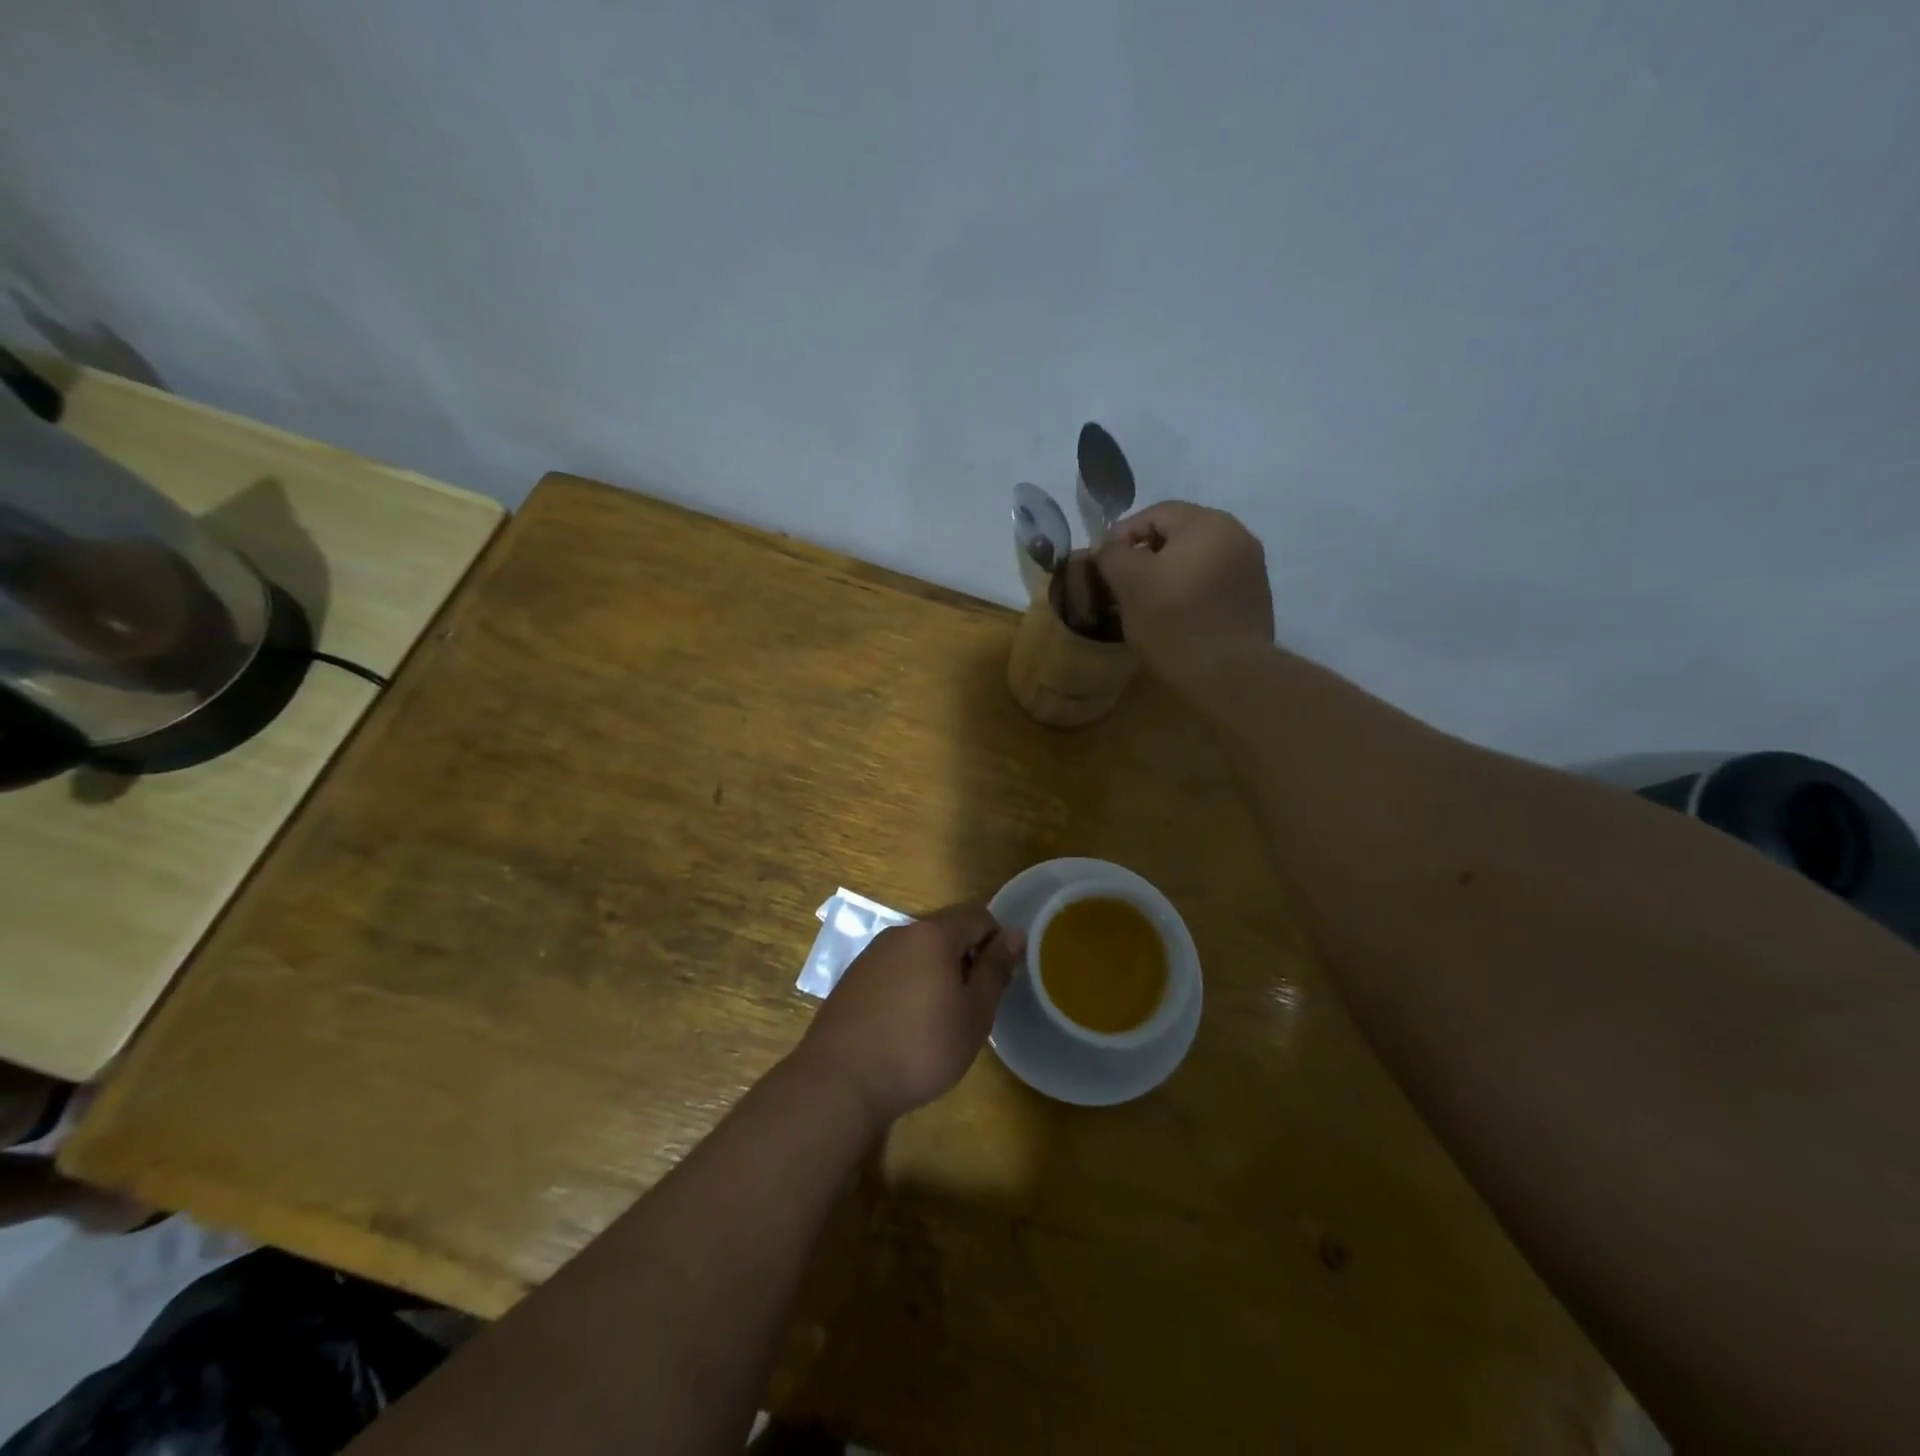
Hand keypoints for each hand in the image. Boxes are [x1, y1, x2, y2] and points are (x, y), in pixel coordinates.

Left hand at [795, 904, 1023, 1128]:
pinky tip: (906, 1026)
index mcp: (932, 933)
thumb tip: (1014, 933)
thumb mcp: (974, 1013)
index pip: (977, 915)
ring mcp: (870, 955)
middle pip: (945, 931)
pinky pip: (893, 971)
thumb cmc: (920, 1047)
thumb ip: (995, 968)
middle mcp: (899, 933)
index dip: (996, 941)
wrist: (841, 1082)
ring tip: (941, 1019)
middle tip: (974, 1005)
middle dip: (966, 958)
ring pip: (918, 952)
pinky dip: (909, 987)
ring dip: (937, 973)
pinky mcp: (852, 980)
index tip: (999, 980)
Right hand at [1094, 502, 1273, 685]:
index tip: (1104, 564)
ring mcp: (1251, 567)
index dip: (1123, 534)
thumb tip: (1106, 546)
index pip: (1156, 513)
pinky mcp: (1255, 598)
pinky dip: (1191, 590)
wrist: (1230, 673)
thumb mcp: (1129, 583)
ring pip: (1197, 559)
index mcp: (1207, 523)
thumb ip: (1111, 555)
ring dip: (1169, 574)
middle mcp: (1237, 535)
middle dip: (1147, 555)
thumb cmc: (1175, 621)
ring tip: (1147, 602)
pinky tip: (1177, 616)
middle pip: (1179, 534)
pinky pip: (1213, 582)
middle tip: (1122, 584)